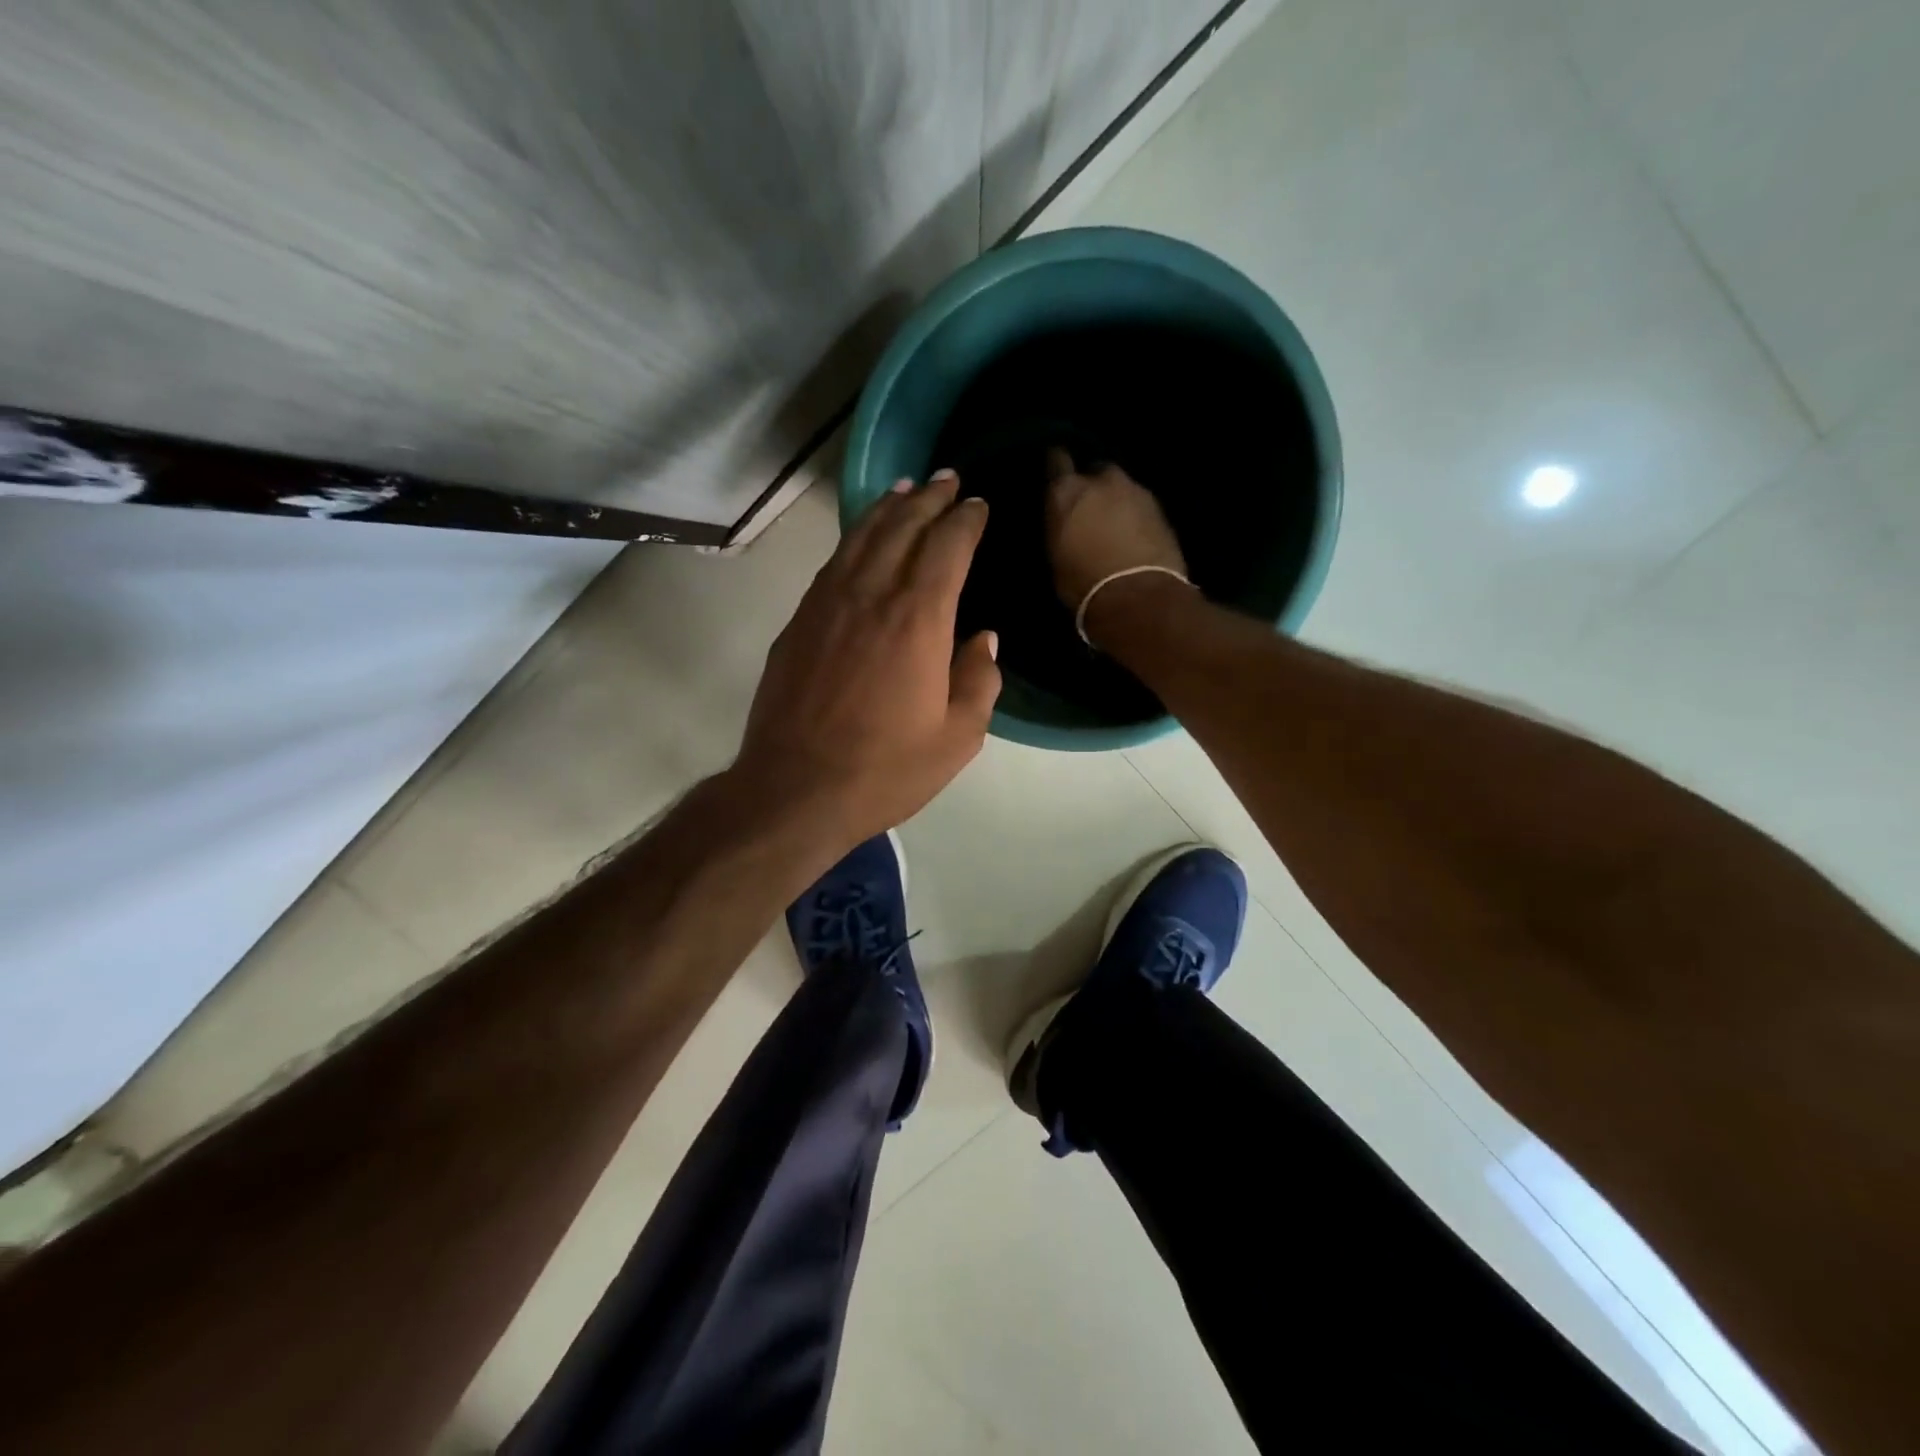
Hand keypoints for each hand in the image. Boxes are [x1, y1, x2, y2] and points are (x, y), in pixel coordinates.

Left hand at [734, 470, 1000, 845]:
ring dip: (887, 508)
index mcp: (918, 619)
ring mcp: (827, 605)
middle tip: (946, 479)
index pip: (947, 547)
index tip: (978, 505)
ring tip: (904, 489)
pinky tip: (861, 540)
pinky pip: (832, 564)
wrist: (795, 789)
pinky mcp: (798, 623)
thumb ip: (979, 681)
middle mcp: (871, 595)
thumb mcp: (957, 738)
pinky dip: (854, 540)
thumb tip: (983, 639)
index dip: (965, 520)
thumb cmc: (885, 769)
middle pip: (902, 527)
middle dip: (928, 498)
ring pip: (861, 537)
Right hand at [1044, 449, 1187, 629]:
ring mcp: (1135, 490)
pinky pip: (1141, 504)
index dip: (1057, 468)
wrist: (1136, 596)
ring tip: (1115, 525)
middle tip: (1090, 508)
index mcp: (1066, 491)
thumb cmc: (1083, 584)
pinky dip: (1136, 515)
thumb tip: (1066, 524)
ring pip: (1121, 487)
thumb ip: (1061, 528)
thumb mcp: (1056, 557)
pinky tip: (1134, 535)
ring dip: (1117, 500)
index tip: (1057, 477)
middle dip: (1093, 485)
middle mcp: (1101, 481)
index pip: (1056, 460)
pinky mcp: (1160, 507)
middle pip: (1095, 470)